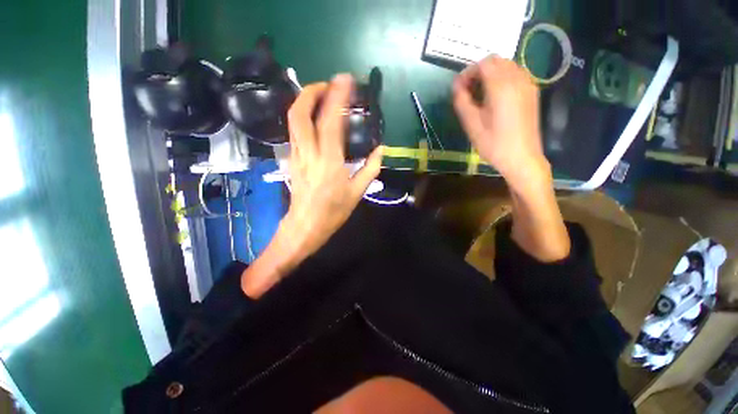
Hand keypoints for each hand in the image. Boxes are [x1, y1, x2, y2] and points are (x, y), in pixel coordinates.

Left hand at [283, 74, 383, 256]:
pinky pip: (294, 130)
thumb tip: (380, 150)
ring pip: (293, 119)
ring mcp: (296, 154)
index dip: (337, 96)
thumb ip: (371, 168)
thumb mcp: (357, 192)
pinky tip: (314, 117)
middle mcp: (308, 153)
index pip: (331, 121)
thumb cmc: (333, 211)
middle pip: (300, 113)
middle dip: (311, 91)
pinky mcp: (292, 158)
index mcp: (329, 161)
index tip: (345, 80)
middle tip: (328, 85)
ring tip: (321, 95)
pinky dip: (303, 116)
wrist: (305, 225)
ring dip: (304, 101)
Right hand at [452, 55, 550, 191]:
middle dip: (479, 71)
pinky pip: (516, 75)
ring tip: (480, 94)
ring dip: (491, 74)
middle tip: (468, 90)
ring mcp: (528, 85)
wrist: (522, 158)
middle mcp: (517, 80)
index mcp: (501, 87)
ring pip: (507, 66)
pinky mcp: (532, 93)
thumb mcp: (471, 125)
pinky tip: (495, 97)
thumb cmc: (494, 144)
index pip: (483, 64)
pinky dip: (502, 78)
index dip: (468, 72)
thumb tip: (456, 86)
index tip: (459, 88)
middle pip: (496, 61)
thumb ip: (462, 102)